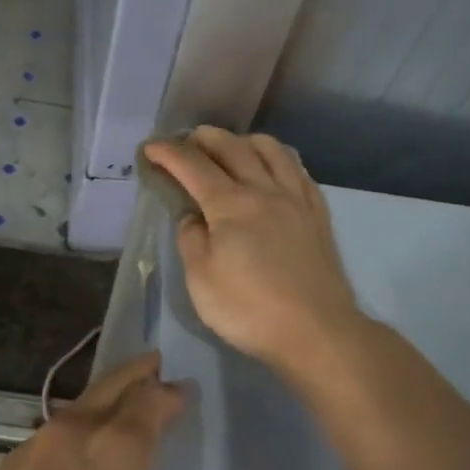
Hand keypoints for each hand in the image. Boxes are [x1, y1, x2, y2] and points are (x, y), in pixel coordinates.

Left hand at [0, 353, 186, 469]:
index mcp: (118, 450)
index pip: (151, 402)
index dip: (170, 393)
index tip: (183, 392)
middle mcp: (77, 433)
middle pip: (111, 386)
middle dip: (135, 373)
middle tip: (153, 365)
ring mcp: (35, 447)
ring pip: (77, 407)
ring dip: (101, 400)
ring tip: (116, 408)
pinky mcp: (6, 468)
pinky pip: (48, 437)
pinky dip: (69, 434)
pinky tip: (70, 459)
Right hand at [142, 128, 364, 377]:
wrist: (316, 331)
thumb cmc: (249, 309)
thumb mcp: (201, 280)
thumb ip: (191, 240)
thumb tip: (193, 217)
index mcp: (231, 205)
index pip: (193, 166)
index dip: (169, 153)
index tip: (151, 147)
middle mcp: (265, 190)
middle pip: (233, 147)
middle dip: (205, 138)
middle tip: (188, 141)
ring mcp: (296, 199)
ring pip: (272, 150)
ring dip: (245, 140)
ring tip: (232, 147)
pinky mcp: (318, 215)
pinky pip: (298, 170)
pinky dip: (278, 158)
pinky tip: (274, 170)